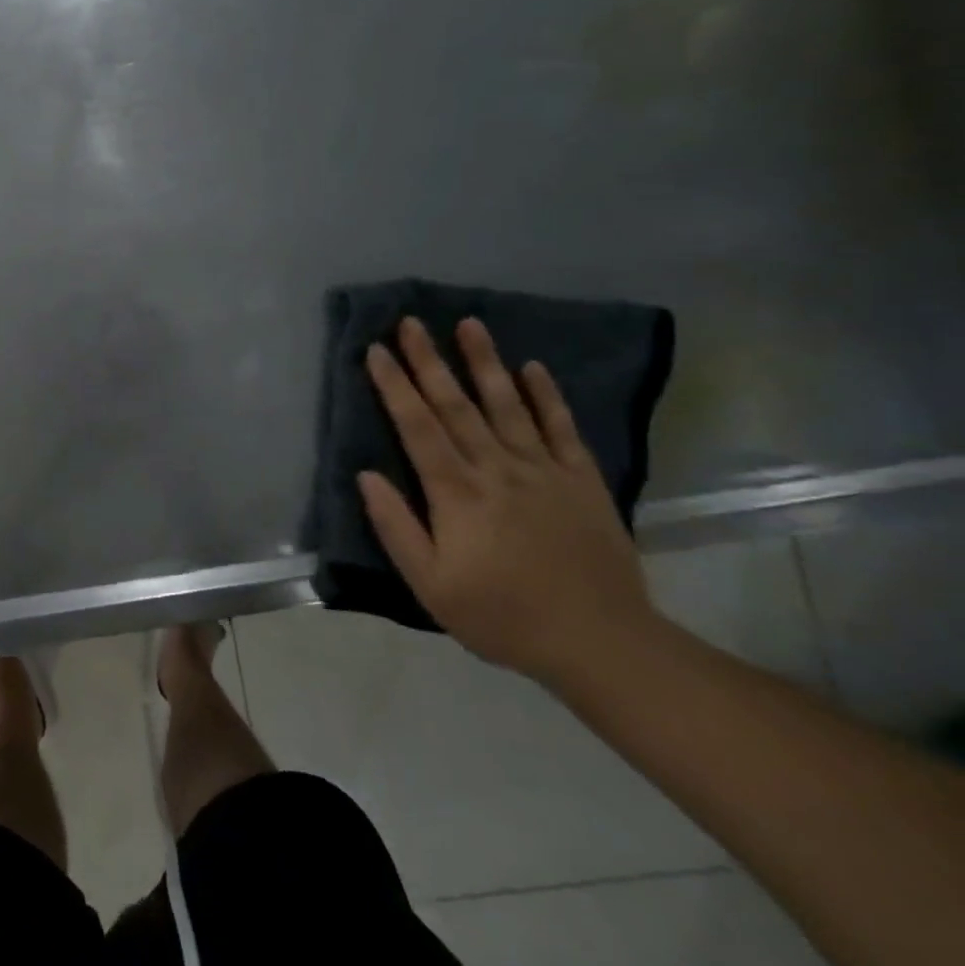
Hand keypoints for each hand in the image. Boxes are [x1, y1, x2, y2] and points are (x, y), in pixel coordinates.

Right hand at [359, 317, 657, 684]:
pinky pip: (563, 429)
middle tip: (412, 322)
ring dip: (486, 362)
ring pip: (508, 406)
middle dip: (429, 361)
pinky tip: (533, 368)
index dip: (394, 386)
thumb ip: (396, 527)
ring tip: (469, 324)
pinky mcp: (583, 482)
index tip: (376, 350)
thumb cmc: (502, 616)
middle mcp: (497, 469)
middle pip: (456, 405)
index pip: (416, 427)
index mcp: (456, 493)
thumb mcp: (431, 585)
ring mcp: (544, 471)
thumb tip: (365, 475)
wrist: (601, 643)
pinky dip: (548, 396)